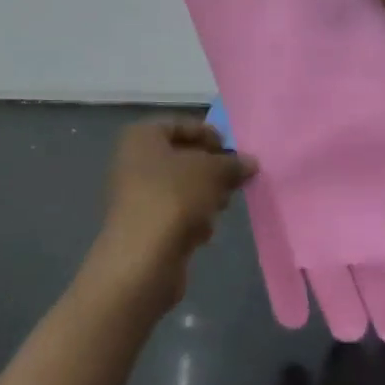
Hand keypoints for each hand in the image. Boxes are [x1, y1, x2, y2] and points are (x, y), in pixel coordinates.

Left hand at [86, 120, 257, 312]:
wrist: (142, 259)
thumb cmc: (174, 198)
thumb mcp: (212, 171)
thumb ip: (233, 163)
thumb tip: (250, 162)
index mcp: (142, 137)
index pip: (182, 125)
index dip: (210, 135)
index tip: (233, 152)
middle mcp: (134, 161)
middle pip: (183, 158)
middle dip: (211, 170)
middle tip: (234, 181)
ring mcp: (136, 196)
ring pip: (182, 188)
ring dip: (205, 196)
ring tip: (220, 207)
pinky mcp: (144, 227)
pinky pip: (176, 214)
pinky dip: (192, 220)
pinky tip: (202, 233)